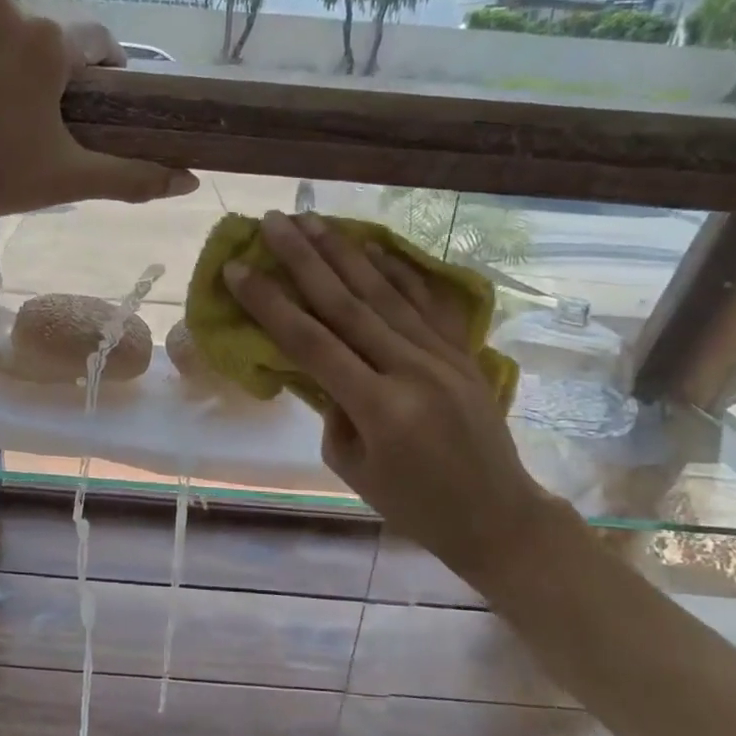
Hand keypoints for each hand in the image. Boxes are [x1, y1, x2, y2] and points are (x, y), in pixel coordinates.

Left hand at [0, 0, 196, 221]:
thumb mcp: (65, 180)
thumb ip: (132, 177)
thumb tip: (191, 181)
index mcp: (50, 42)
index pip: (97, 45)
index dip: (99, 75)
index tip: (87, 105)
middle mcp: (6, 4)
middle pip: (42, 36)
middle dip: (41, 71)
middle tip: (22, 119)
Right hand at [224, 211, 563, 584]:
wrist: (497, 516)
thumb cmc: (413, 505)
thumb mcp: (351, 466)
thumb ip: (331, 408)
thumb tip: (318, 364)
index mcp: (380, 408)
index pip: (311, 343)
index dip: (270, 304)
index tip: (238, 269)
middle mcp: (413, 370)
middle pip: (346, 304)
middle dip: (304, 259)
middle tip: (273, 222)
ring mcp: (444, 356)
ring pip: (385, 293)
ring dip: (344, 252)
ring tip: (313, 219)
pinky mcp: (463, 352)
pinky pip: (426, 302)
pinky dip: (398, 270)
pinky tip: (373, 246)